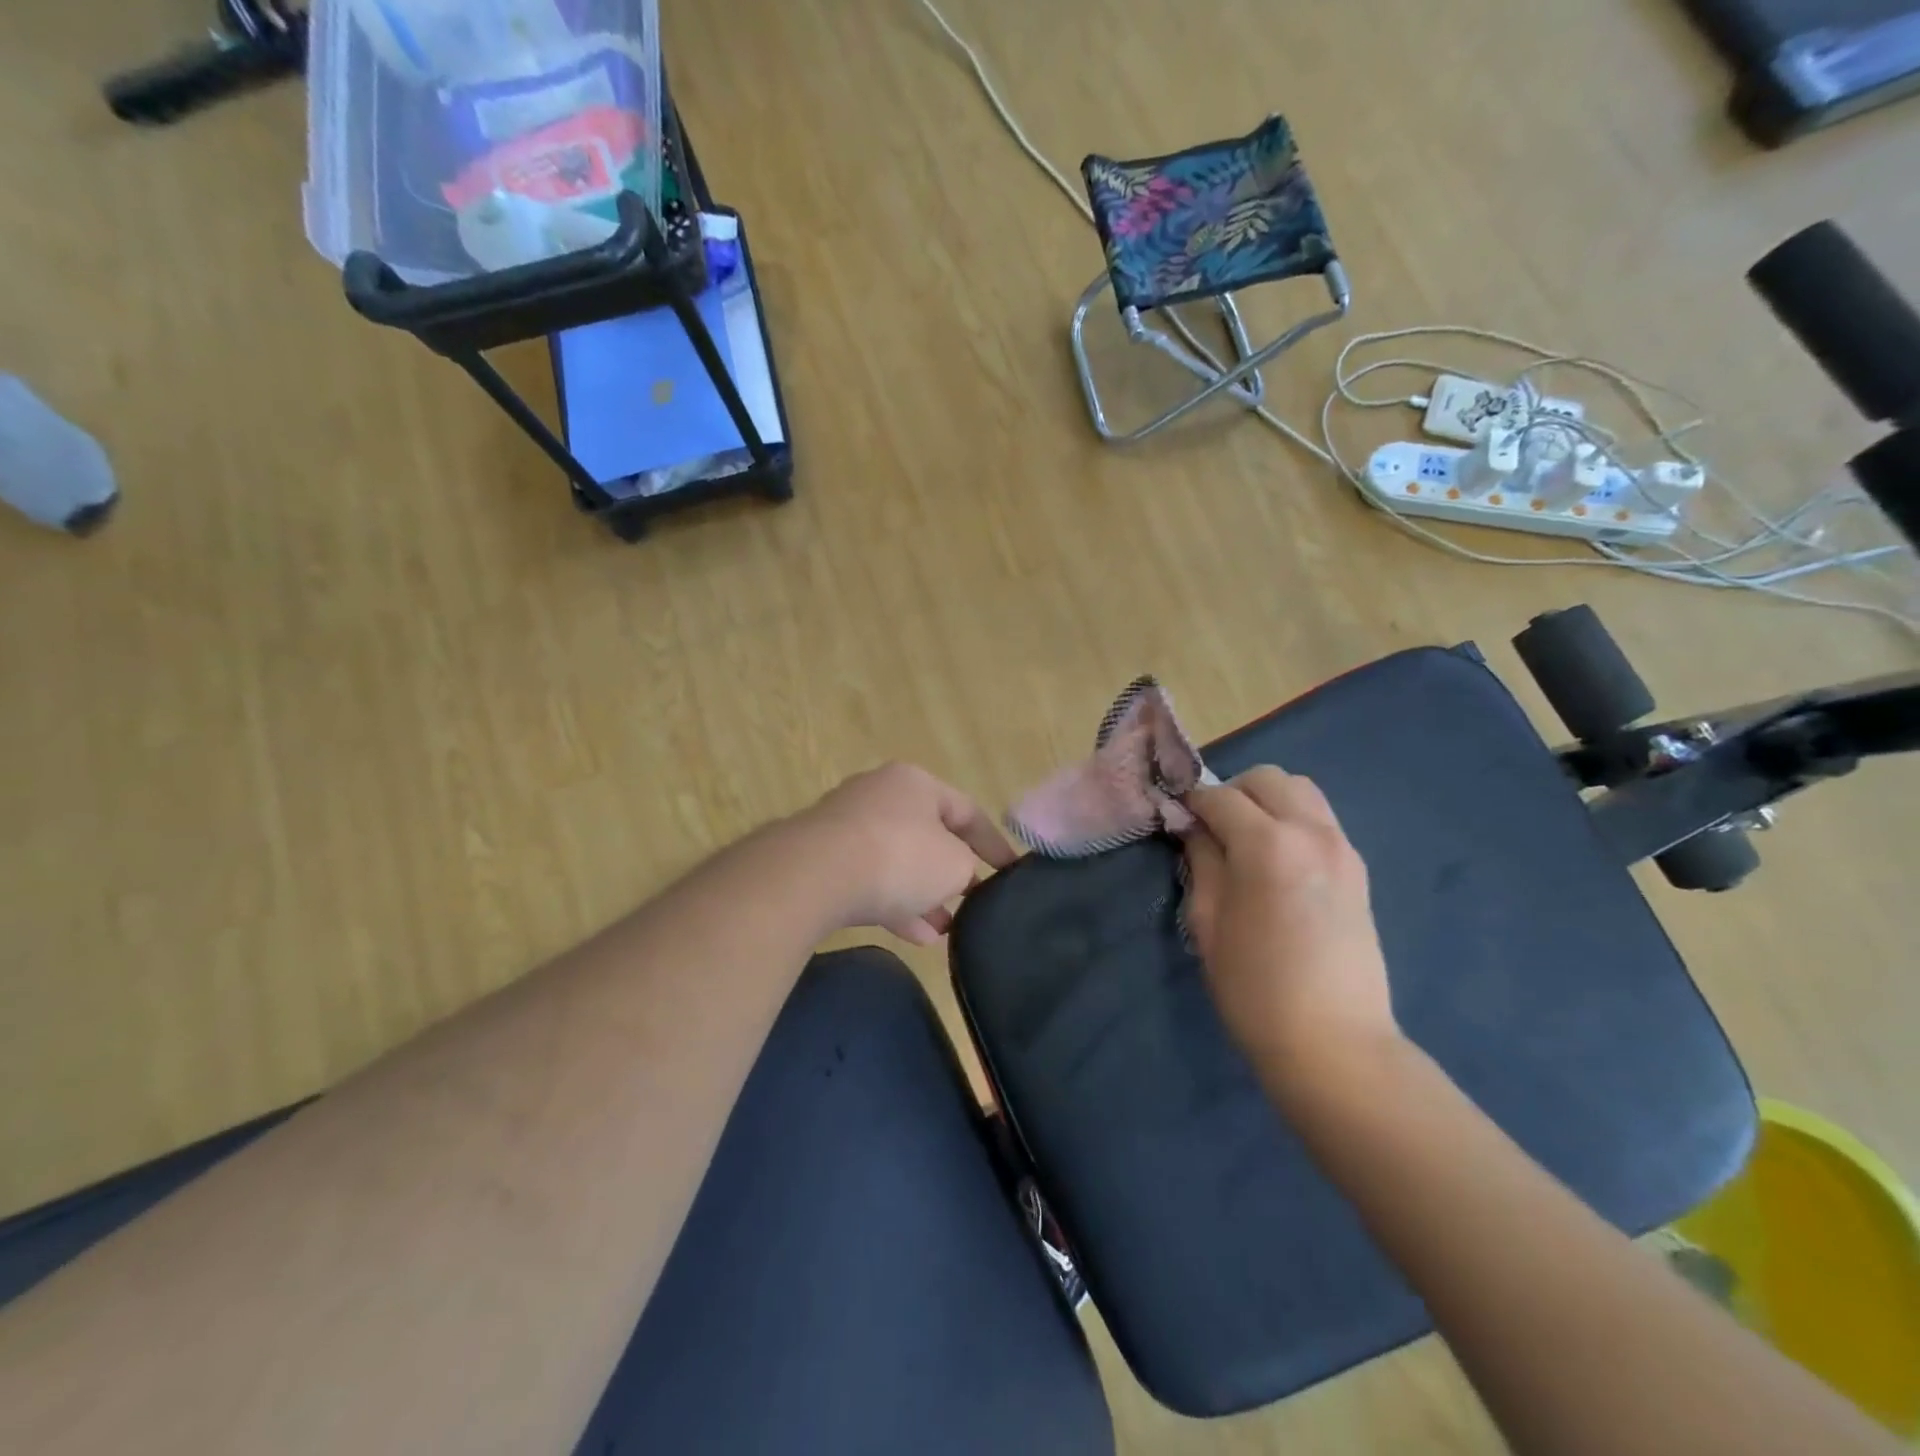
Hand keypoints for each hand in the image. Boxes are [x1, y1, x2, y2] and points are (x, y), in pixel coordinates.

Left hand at [797, 763, 1016, 945]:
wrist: (815, 874)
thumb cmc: (900, 856)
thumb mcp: (954, 863)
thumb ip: (966, 866)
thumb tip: (956, 874)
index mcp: (915, 783)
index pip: (966, 810)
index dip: (993, 843)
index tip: (1011, 872)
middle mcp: (879, 795)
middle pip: (927, 835)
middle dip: (951, 872)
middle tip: (972, 900)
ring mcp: (846, 827)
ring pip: (896, 861)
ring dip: (923, 895)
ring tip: (947, 928)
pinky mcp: (822, 859)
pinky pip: (868, 881)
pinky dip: (894, 905)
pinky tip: (917, 937)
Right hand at [1182, 767, 1398, 1092]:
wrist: (1334, 1043)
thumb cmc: (1255, 988)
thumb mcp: (1208, 923)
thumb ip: (1201, 862)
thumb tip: (1194, 828)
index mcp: (1267, 844)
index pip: (1219, 796)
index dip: (1191, 801)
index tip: (1175, 816)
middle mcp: (1310, 832)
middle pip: (1267, 778)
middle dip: (1233, 792)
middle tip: (1212, 827)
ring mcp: (1342, 847)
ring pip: (1301, 790)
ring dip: (1267, 801)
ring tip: (1247, 839)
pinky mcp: (1358, 868)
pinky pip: (1321, 820)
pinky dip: (1293, 820)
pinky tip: (1277, 860)